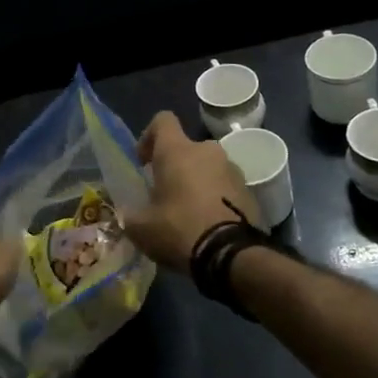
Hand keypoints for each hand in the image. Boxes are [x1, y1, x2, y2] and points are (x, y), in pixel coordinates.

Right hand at [120, 111, 256, 272]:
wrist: (232, 256)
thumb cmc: (180, 230)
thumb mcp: (141, 228)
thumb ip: (130, 215)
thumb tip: (127, 214)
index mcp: (177, 150)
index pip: (162, 120)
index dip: (149, 136)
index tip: (144, 162)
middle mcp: (207, 150)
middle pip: (186, 148)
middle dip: (175, 167)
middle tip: (165, 195)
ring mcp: (232, 169)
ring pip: (207, 167)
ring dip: (197, 182)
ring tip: (189, 212)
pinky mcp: (250, 190)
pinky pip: (225, 185)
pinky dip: (215, 197)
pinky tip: (208, 223)